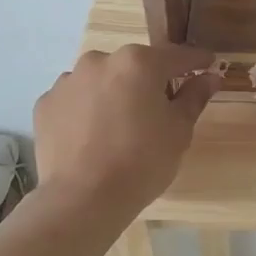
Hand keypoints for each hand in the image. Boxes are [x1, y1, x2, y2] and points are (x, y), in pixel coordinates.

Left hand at [34, 44, 219, 215]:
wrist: (82, 199)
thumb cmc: (142, 162)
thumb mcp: (179, 131)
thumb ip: (194, 97)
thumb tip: (210, 77)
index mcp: (138, 62)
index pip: (176, 56)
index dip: (196, 62)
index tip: (209, 65)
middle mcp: (99, 60)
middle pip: (134, 66)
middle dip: (149, 81)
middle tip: (160, 109)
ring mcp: (68, 81)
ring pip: (101, 81)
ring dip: (114, 93)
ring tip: (120, 127)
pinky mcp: (45, 104)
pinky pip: (75, 100)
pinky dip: (86, 110)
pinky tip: (92, 136)